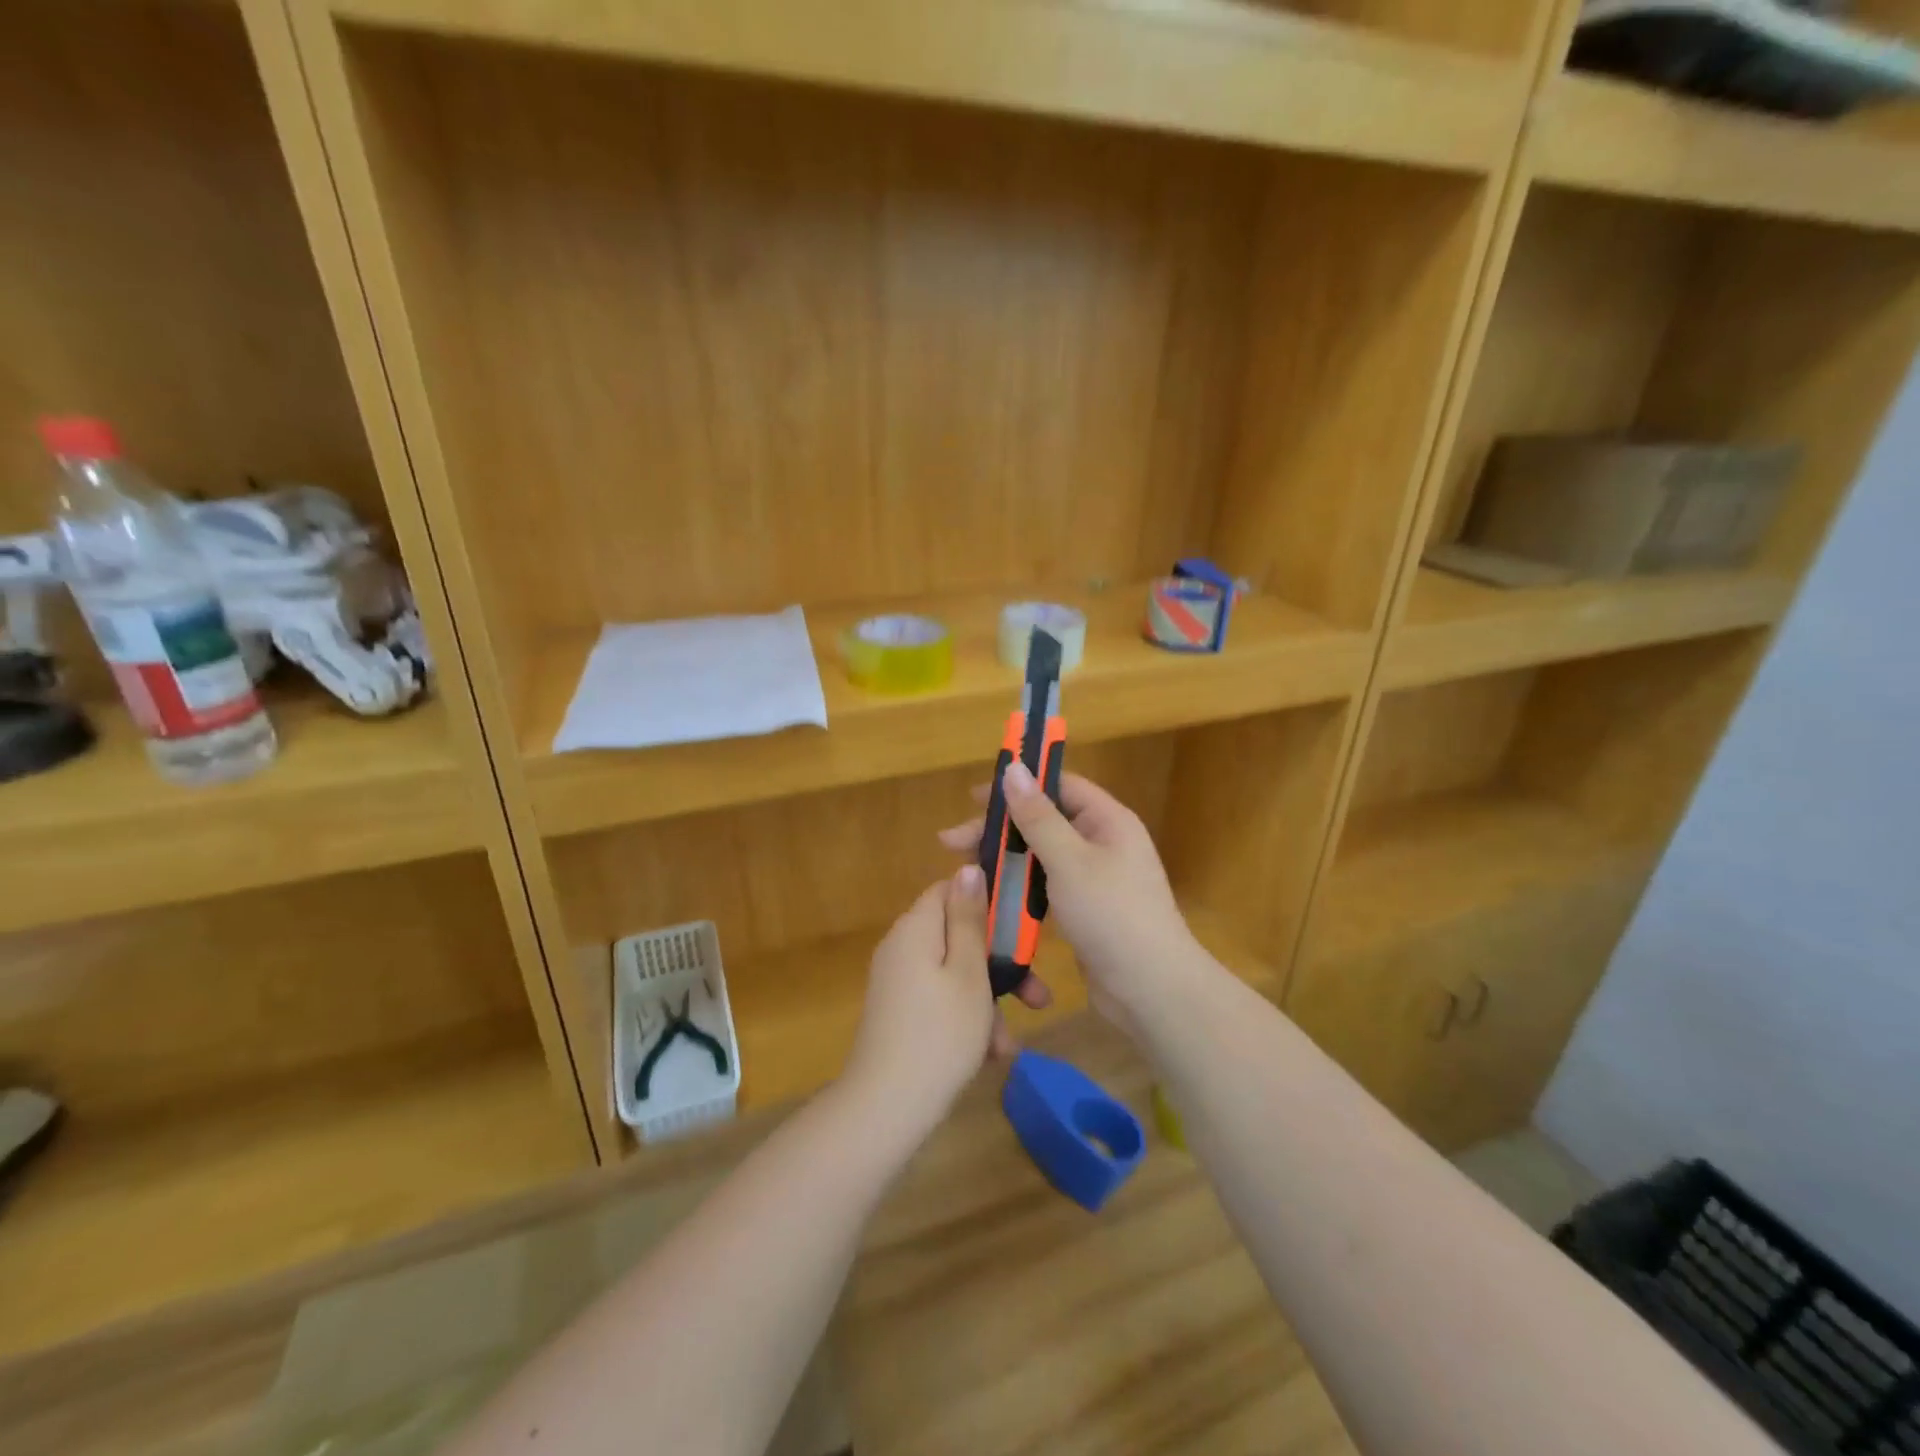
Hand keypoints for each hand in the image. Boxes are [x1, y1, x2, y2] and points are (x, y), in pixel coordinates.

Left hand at [842, 865, 1018, 1131]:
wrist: (885, 1109)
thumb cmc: (939, 1035)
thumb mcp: (968, 973)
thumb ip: (970, 919)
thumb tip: (967, 867)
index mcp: (916, 928)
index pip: (951, 889)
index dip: (988, 901)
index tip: (1022, 926)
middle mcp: (902, 947)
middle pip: (958, 935)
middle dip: (999, 964)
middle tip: (1034, 995)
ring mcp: (898, 981)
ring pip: (955, 973)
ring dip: (987, 1001)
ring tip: (1009, 1042)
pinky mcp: (899, 1011)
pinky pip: (941, 999)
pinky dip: (966, 1018)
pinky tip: (989, 1054)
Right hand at [939, 767, 1200, 1033]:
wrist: (1150, 990)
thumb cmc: (1112, 914)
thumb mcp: (1070, 861)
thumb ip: (1038, 816)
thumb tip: (1014, 768)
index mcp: (1107, 821)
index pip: (1059, 786)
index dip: (1019, 785)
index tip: (973, 796)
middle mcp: (1102, 842)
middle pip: (1044, 821)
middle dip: (999, 829)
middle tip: (951, 843)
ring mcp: (1094, 878)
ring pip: (1041, 856)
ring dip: (1005, 859)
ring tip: (966, 870)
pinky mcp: (1084, 910)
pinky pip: (1045, 887)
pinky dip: (1019, 887)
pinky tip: (991, 896)